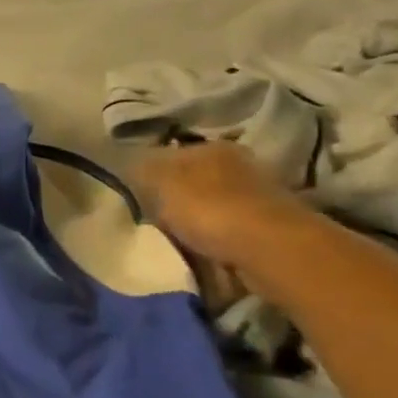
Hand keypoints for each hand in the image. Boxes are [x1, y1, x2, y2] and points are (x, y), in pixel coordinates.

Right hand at [132, 143, 321, 291]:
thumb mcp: (160, 181)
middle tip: (152, 220)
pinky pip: (226, 229)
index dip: (148, 172)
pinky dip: (213, 238)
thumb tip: (129, 162)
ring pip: (210, 205)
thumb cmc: (209, 208)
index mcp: (212, 147)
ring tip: (174, 240)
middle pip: (192, 179)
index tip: (134, 195)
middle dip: (173, 198)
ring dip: (194, 221)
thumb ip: (142, 169)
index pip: (171, 152)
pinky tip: (201, 251)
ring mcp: (256, 195)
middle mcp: (238, 164)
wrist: (269, 249)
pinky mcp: (266, 227)